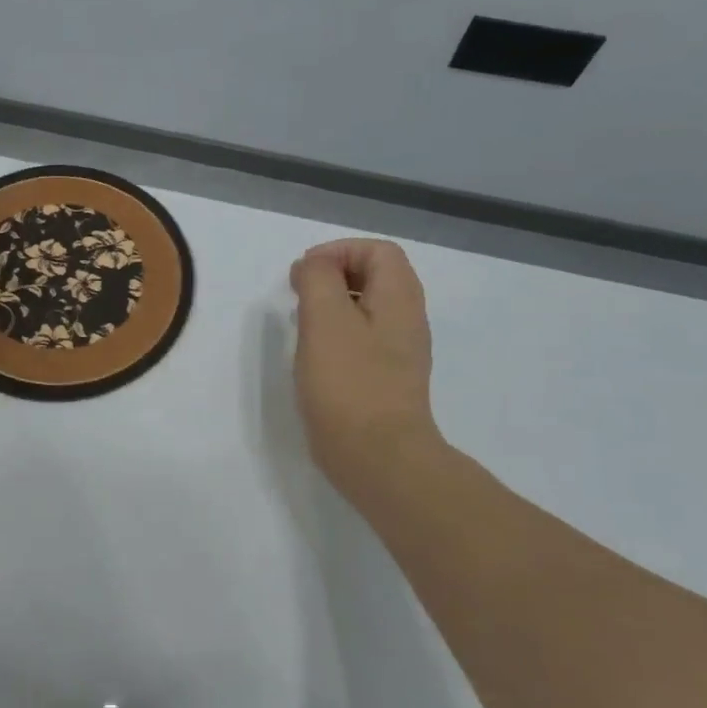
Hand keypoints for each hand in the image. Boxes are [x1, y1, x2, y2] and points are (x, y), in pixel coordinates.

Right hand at [289, 238, 444, 506]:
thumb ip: (319, 279)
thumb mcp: (326, 319)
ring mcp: (399, 351)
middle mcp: (407, 319)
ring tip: (302, 324)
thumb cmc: (349, 383)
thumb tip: (314, 266)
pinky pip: (362, 339)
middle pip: (374, 275)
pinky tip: (314, 357)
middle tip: (299, 296)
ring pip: (366, 308)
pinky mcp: (385, 378)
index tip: (304, 274)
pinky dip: (336, 334)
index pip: (377, 250)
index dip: (338, 251)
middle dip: (332, 276)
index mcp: (399, 298)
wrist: (378, 457)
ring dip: (332, 306)